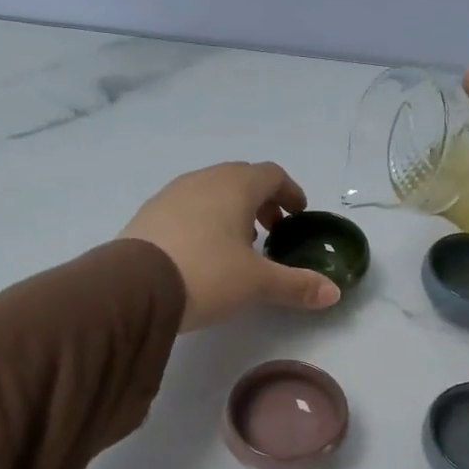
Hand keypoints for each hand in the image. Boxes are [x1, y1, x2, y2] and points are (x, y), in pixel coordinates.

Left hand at [121, 162, 340, 331]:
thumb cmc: (207, 274)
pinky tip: (203, 252)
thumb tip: (334, 293)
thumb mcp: (257, 283)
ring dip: (231, 210)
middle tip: (272, 230)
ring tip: (238, 244)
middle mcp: (203, 180)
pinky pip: (187, 207)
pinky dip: (204, 219)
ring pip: (211, 191)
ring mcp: (171, 194)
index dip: (289, 192)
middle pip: (240, 179)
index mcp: (235, 186)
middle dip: (261, 201)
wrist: (134, 287)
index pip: (271, 174)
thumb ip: (297, 285)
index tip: (298, 214)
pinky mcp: (149, 214)